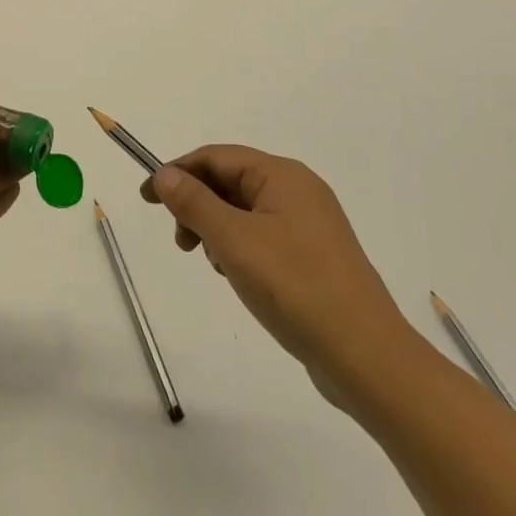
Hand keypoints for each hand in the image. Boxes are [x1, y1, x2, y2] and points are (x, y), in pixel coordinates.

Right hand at [141, 145, 420, 413]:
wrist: (368, 358)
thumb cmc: (296, 288)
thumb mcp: (234, 241)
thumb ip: (195, 203)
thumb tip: (165, 173)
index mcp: (283, 175)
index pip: (217, 157)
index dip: (178, 172)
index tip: (147, 198)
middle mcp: (299, 190)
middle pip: (231, 181)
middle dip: (198, 205)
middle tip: (180, 242)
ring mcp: (310, 225)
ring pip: (245, 212)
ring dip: (218, 230)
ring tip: (216, 266)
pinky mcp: (314, 257)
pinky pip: (264, 236)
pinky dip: (241, 249)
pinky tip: (240, 279)